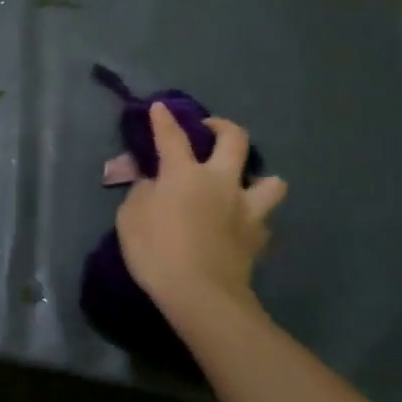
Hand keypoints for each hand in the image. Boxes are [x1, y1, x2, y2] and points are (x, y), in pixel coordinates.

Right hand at [116, 104, 287, 317]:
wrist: (200, 294)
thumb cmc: (156, 251)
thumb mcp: (130, 218)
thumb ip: (142, 193)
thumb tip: (153, 183)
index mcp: (184, 174)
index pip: (172, 137)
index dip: (165, 120)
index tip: (161, 107)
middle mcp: (221, 182)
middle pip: (234, 140)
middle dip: (223, 127)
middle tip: (211, 130)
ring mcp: (246, 208)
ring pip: (271, 180)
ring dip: (259, 178)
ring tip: (244, 186)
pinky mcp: (258, 237)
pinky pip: (263, 220)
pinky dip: (253, 220)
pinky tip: (240, 227)